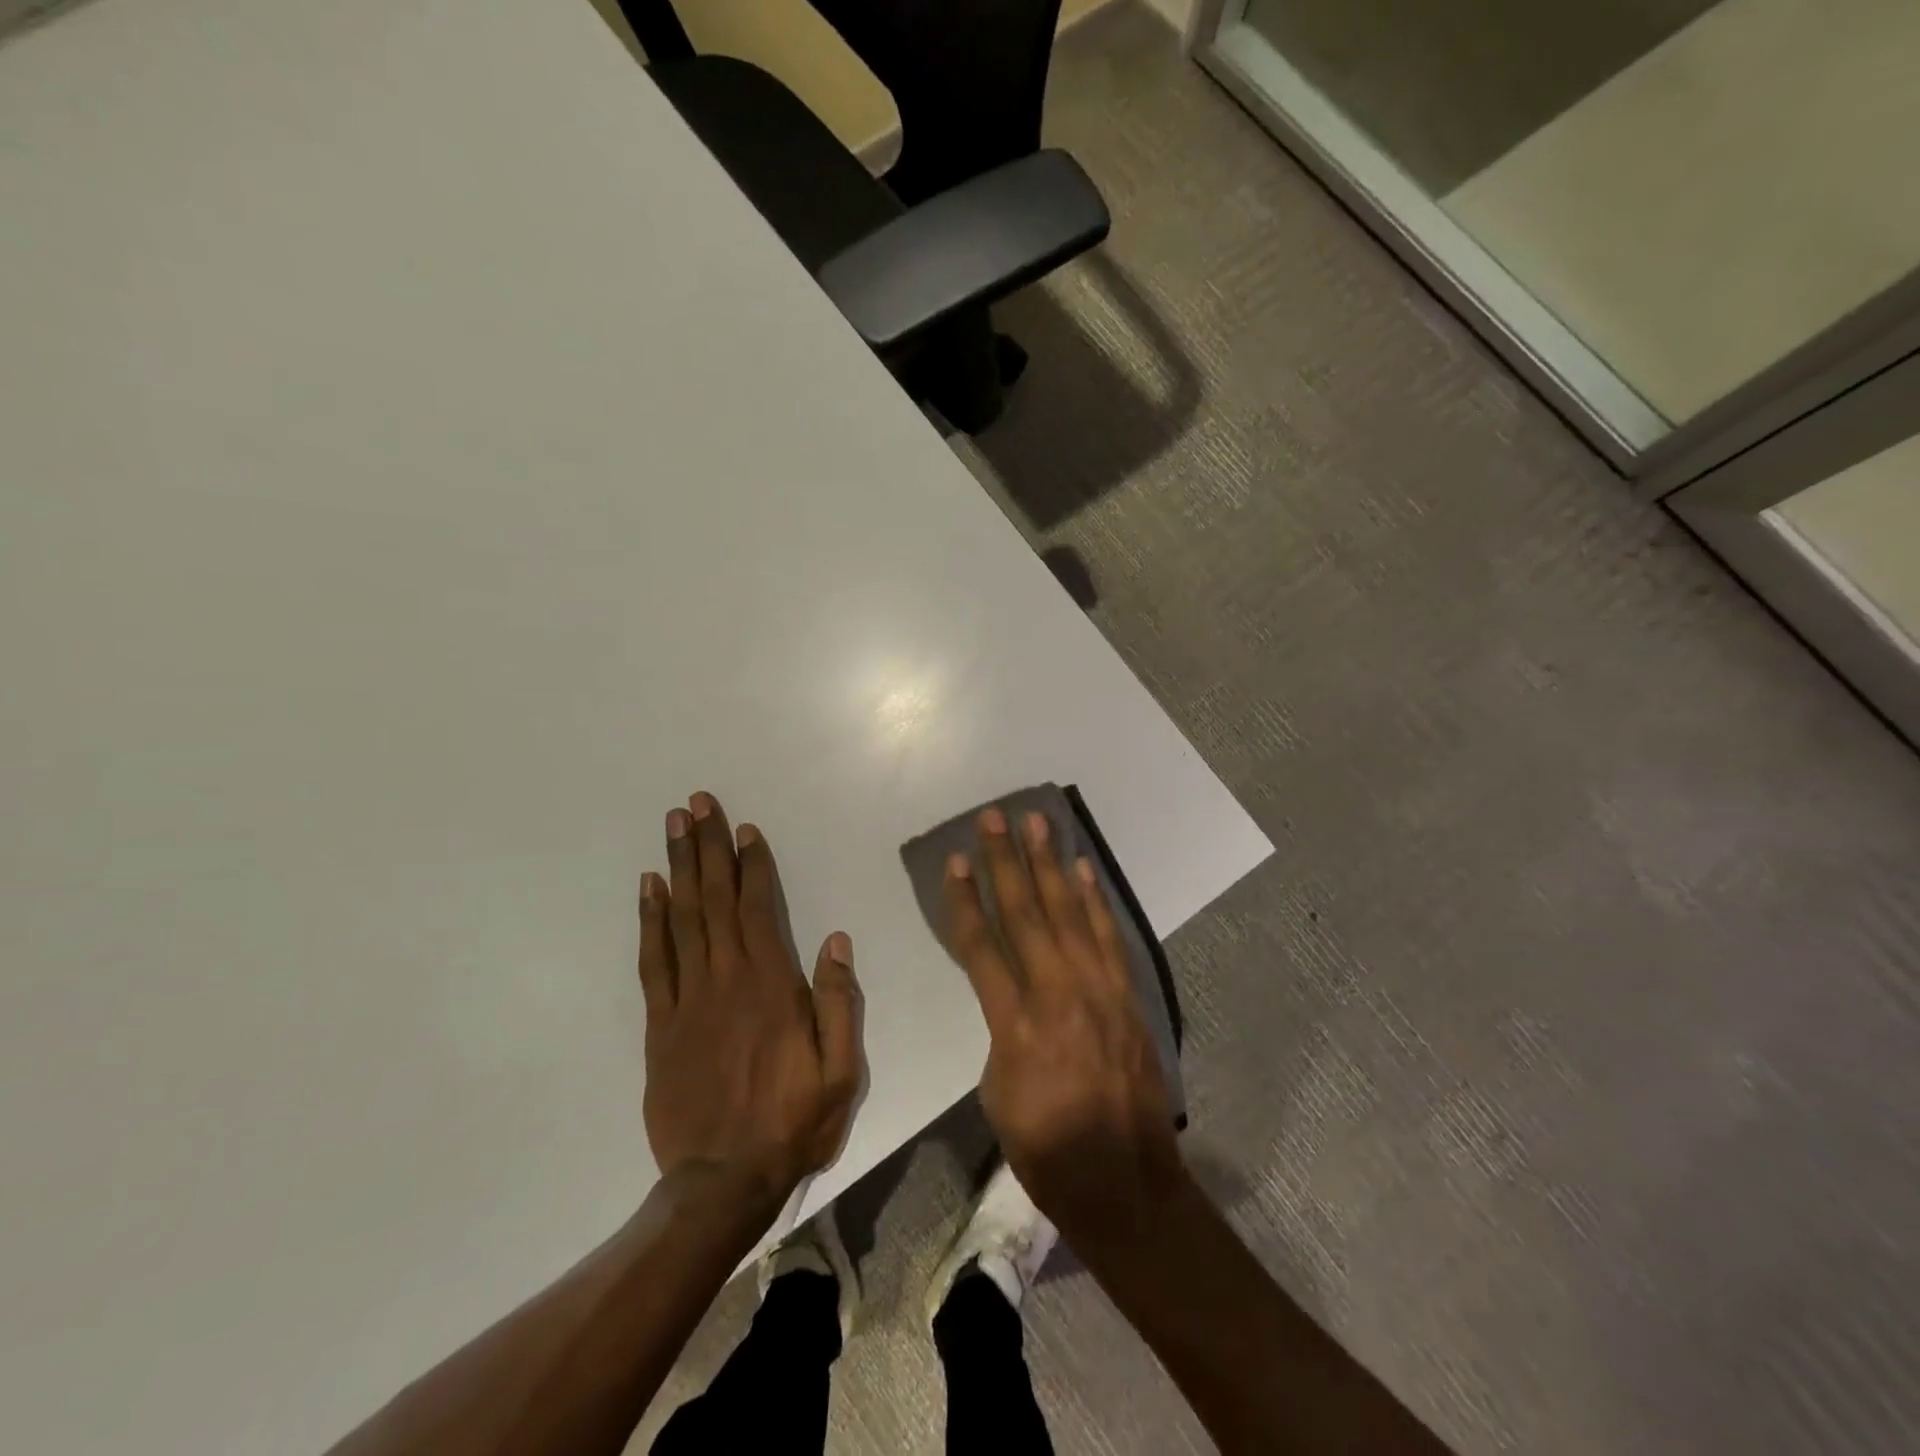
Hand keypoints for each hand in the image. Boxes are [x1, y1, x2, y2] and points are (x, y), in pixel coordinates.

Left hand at [637, 792, 864, 1225]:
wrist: (722, 1181)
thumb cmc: (792, 1121)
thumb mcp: (841, 1069)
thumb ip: (838, 1001)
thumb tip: (835, 940)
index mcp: (771, 985)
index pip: (759, 908)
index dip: (752, 865)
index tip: (744, 828)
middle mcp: (726, 979)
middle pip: (715, 900)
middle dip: (708, 847)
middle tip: (697, 803)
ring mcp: (688, 999)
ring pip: (682, 919)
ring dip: (678, 868)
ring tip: (674, 827)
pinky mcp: (661, 1024)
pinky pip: (654, 961)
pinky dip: (650, 920)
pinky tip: (649, 889)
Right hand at [944, 806, 1185, 1246]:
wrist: (1125, 1182)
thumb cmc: (1046, 1148)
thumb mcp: (997, 1093)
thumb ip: (1001, 1033)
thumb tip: (1011, 999)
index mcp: (1015, 1023)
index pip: (981, 946)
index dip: (965, 900)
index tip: (955, 861)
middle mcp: (1057, 993)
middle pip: (1025, 913)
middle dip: (1005, 862)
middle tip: (993, 818)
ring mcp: (1099, 990)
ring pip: (1069, 914)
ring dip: (1051, 865)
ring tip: (1038, 824)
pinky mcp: (1127, 996)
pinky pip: (1108, 936)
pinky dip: (1094, 900)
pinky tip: (1082, 871)